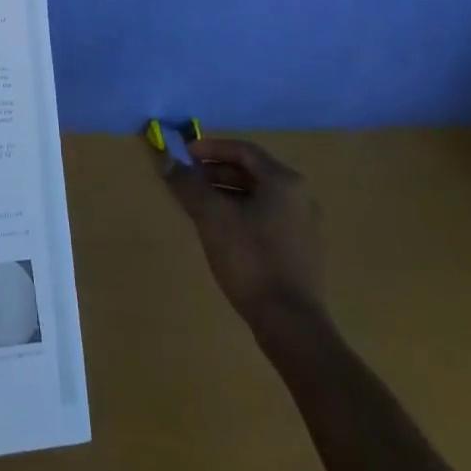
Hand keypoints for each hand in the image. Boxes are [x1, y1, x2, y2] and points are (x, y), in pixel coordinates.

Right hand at [165, 138, 326, 339]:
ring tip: (196, 204)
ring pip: (257, 195)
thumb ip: (188, 184)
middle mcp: (299, 196)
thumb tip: (167, 160)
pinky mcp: (299, 249)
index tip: (183, 155)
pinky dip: (239, 212)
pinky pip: (265, 216)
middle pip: (251, 171)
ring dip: (224, 193)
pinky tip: (219, 229)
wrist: (290, 323)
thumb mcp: (211, 217)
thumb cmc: (250, 260)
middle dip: (214, 171)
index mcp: (283, 182)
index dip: (210, 147)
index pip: (243, 149)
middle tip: (186, 180)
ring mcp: (303, 224)